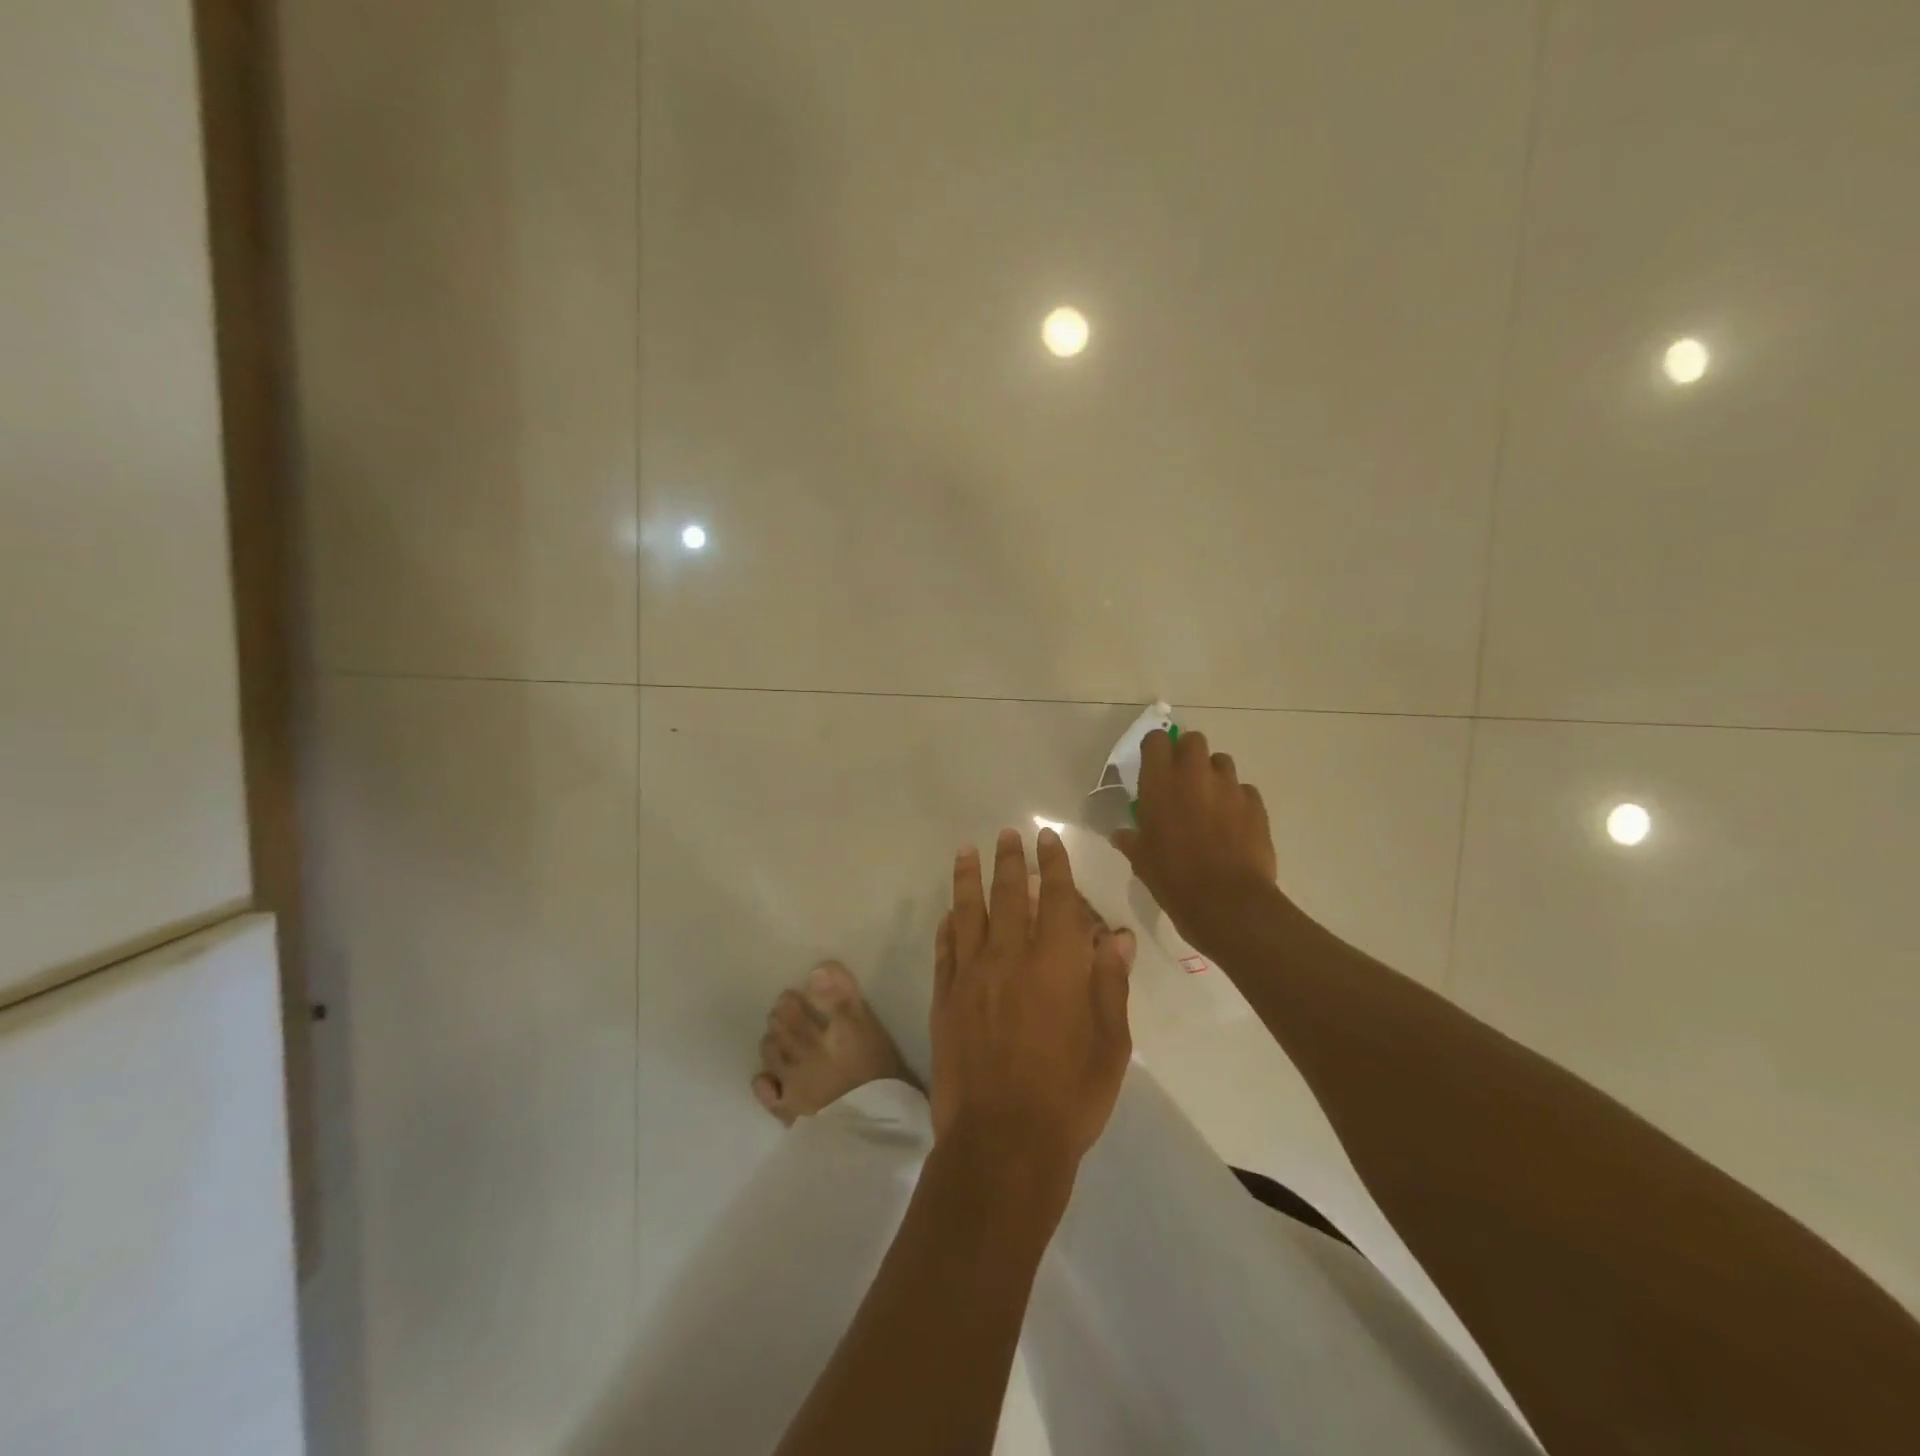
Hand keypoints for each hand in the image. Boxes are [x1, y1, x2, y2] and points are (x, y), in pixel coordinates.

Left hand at [931, 828, 1131, 1183]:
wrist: (1002, 1142)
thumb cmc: (1069, 1097)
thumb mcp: (1110, 1044)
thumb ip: (1111, 983)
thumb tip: (1117, 936)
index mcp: (1056, 964)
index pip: (1056, 899)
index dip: (1054, 865)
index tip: (1047, 838)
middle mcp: (1010, 957)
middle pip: (1009, 895)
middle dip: (1010, 860)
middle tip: (1007, 834)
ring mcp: (971, 976)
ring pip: (968, 912)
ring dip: (968, 878)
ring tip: (967, 851)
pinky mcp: (945, 998)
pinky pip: (944, 950)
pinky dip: (947, 926)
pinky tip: (948, 913)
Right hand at [1111, 727, 1277, 955]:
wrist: (1227, 902)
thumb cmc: (1173, 878)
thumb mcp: (1141, 860)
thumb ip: (1131, 839)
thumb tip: (1120, 835)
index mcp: (1160, 781)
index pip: (1156, 740)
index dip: (1155, 749)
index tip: (1152, 766)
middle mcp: (1194, 774)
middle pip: (1193, 740)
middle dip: (1187, 754)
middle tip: (1182, 781)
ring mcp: (1229, 786)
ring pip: (1222, 762)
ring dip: (1213, 775)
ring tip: (1209, 802)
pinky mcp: (1256, 804)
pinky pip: (1244, 790)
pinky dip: (1236, 800)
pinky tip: (1232, 824)